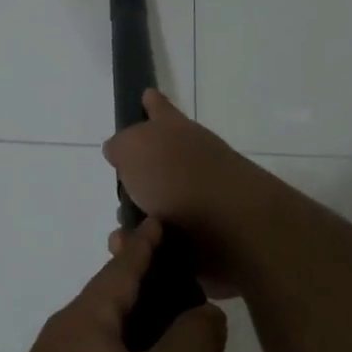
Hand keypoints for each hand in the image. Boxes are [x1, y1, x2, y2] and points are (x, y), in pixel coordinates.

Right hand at [102, 89, 267, 298]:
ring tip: (124, 237)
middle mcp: (191, 164)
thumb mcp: (136, 147)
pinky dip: (147, 252)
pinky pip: (161, 247)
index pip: (161, 110)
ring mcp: (198, 205)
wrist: (233, 231)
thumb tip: (118, 150)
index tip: (146, 95)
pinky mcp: (200, 243)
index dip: (152, 104)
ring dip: (135, 226)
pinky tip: (138, 255)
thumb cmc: (180, 178)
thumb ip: (122, 145)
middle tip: (122, 197)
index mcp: (177, 133)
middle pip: (154, 168)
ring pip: (153, 212)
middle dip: (132, 185)